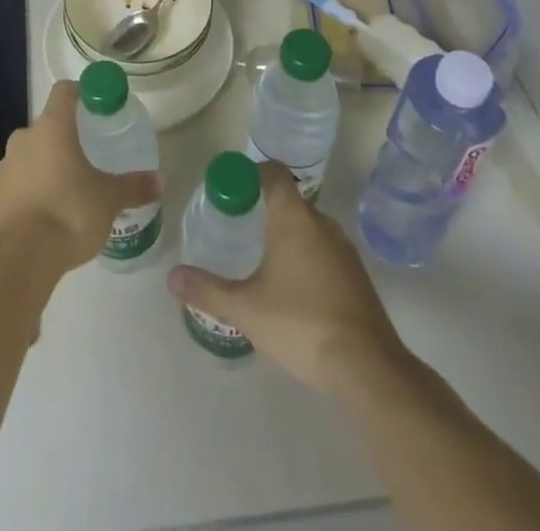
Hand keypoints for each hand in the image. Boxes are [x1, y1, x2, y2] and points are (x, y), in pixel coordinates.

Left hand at [0, 79, 162, 272]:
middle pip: (49, 123)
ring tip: (74, 184)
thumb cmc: (70, 212)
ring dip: (50, 161)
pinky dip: (37, 185)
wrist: (23, 258)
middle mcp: (25, 136)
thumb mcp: (109, 199)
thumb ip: (134, 186)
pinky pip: (22, 178)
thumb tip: (161, 180)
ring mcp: (7, 165)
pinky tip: (54, 208)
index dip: (82, 93)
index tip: (99, 107)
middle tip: (92, 152)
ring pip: (33, 151)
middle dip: (68, 134)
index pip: (65, 90)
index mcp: (52, 126)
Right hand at [168, 162, 405, 396]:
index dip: (251, 173)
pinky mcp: (357, 277)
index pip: (273, 173)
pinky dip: (306, 256)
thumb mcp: (246, 308)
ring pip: (309, 227)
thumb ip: (208, 289)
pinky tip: (293, 287)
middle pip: (290, 200)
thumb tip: (171, 277)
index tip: (231, 188)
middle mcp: (321, 223)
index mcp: (293, 218)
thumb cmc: (301, 323)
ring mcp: (344, 250)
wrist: (367, 367)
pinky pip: (325, 250)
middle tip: (238, 224)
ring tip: (262, 256)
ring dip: (287, 233)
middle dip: (264, 207)